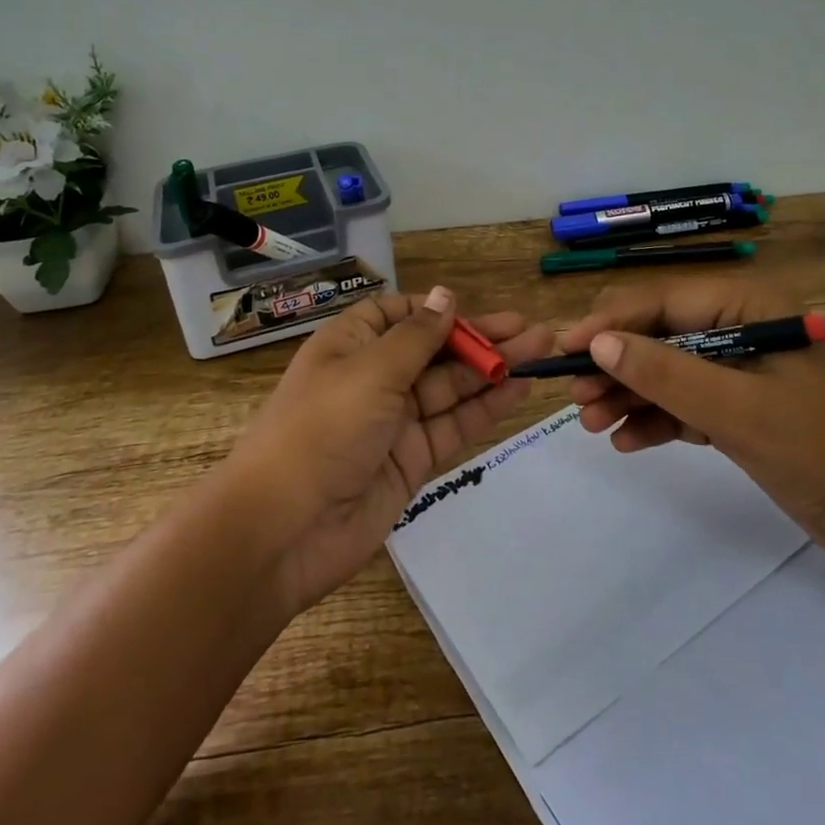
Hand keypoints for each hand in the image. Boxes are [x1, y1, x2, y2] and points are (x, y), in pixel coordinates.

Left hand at [232, 288, 552, 614]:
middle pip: (434, 350)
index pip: (397, 314)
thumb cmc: (322, 428)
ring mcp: (394, 421)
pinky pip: (454, 425)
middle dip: (480, 338)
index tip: (472, 310)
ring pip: (451, 386)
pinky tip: (519, 388)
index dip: (435, 310)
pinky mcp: (412, 460)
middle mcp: (373, 377)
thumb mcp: (370, 370)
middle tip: (532, 330)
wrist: (284, 530)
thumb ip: (417, 335)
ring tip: (540, 350)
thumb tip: (445, 295)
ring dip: (493, 369)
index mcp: (350, 345)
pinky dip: (486, 407)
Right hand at [562, 276, 824, 591]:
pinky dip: (655, 420)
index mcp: (746, 306)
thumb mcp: (741, 410)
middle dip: (614, 365)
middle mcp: (738, 328)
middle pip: (657, 335)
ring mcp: (738, 371)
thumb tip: (598, 343)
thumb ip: (667, 373)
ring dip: (627, 395)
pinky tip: (626, 441)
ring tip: (591, 424)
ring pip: (665, 371)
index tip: (563, 349)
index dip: (609, 324)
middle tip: (574, 398)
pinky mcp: (740, 410)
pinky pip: (683, 404)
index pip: (660, 301)